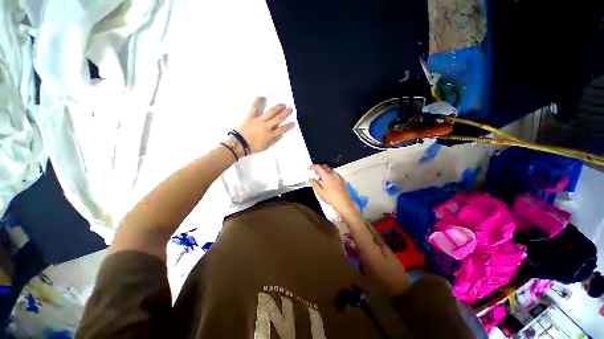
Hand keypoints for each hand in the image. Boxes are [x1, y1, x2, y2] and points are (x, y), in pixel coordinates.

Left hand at [235, 97, 295, 153]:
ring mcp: (259, 120)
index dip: (288, 126)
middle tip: (290, 109)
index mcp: (270, 135)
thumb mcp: (265, 147)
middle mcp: (266, 126)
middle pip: (278, 119)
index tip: (293, 122)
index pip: (281, 130)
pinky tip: (262, 96)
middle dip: (285, 114)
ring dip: (277, 108)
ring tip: (283, 104)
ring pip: (270, 113)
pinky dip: (257, 101)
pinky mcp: (250, 116)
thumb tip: (281, 135)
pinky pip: (254, 107)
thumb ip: (273, 141)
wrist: (239, 144)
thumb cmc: (252, 147)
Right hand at [308, 164, 359, 216]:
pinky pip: (334, 173)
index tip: (309, 169)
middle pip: (325, 167)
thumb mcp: (320, 192)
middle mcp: (333, 174)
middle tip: (314, 173)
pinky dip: (329, 174)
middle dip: (318, 168)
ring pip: (330, 170)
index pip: (318, 167)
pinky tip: (328, 181)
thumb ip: (315, 184)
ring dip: (324, 171)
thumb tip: (311, 178)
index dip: (312, 167)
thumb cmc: (331, 198)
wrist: (344, 203)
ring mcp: (338, 176)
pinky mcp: (342, 179)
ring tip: (321, 178)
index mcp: (327, 176)